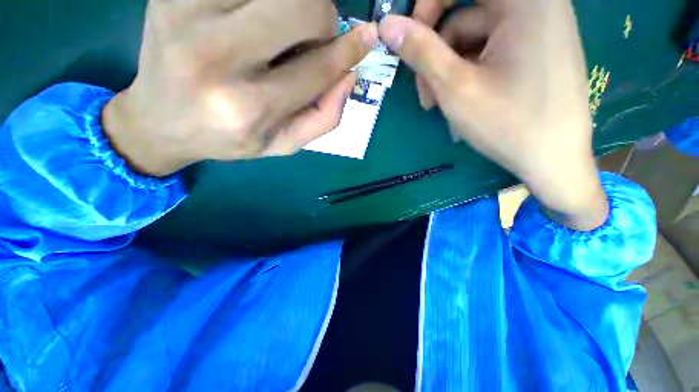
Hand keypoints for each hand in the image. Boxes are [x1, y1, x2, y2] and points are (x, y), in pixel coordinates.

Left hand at [103, 0, 377, 176]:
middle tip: (315, 33)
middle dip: (322, 16)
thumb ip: (322, 118)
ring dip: (295, 3)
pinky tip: (255, 16)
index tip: (367, 38)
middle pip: (300, 7)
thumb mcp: (283, 144)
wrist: (161, 120)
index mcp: (249, 107)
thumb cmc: (229, 138)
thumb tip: (349, 75)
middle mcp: (216, 57)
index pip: (316, 68)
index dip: (348, 51)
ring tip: (282, 27)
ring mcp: (186, 12)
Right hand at [379, 0, 608, 229]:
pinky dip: (467, 73)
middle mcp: (537, 4)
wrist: (553, 160)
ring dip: (448, 70)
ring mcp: (538, 28)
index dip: (425, 10)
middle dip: (436, 53)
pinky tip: (460, 102)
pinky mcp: (536, 49)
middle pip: (465, 14)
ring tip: (439, 106)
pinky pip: (489, 50)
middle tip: (424, 93)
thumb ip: (420, 51)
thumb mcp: (455, 87)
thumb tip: (386, 26)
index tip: (406, 45)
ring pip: (473, 38)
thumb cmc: (507, 124)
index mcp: (525, 1)